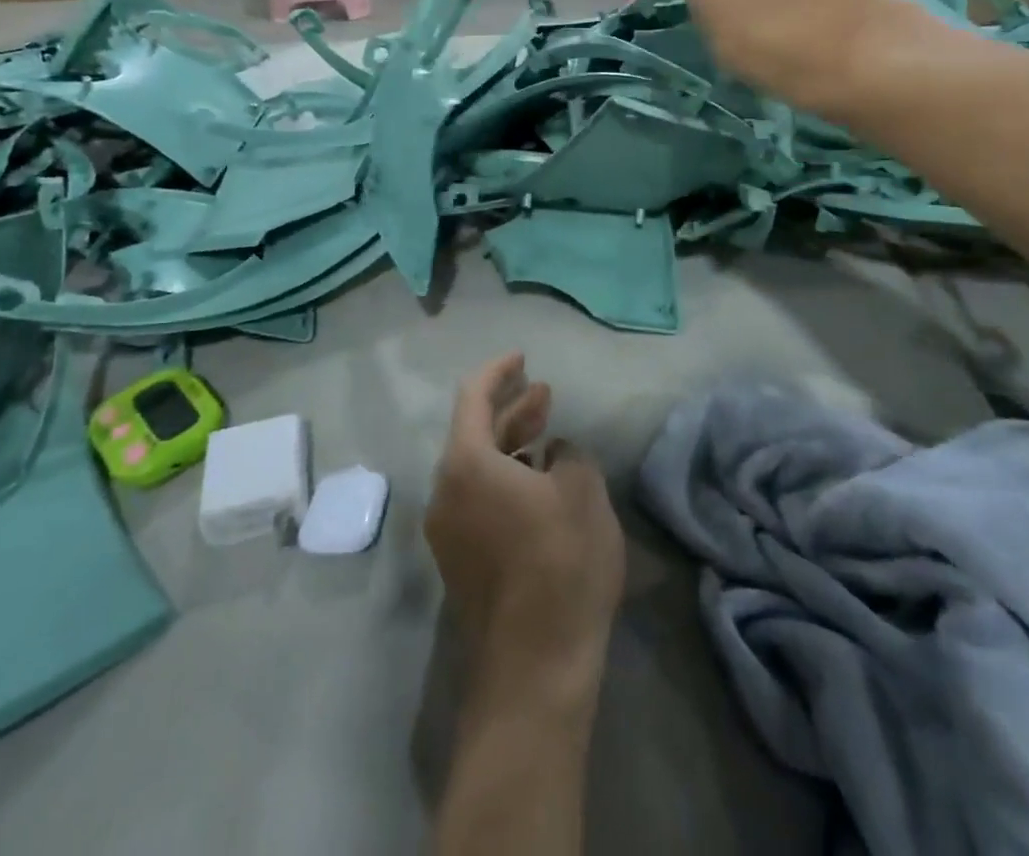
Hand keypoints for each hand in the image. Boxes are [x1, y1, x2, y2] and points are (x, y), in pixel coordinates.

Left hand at [425, 354, 624, 695]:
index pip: (473, 396)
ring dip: (511, 445)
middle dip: (511, 409)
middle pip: (474, 432)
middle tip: (544, 393)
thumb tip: (552, 453)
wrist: (534, 670)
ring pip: (477, 467)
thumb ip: (568, 453)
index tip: (522, 358)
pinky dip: (505, 477)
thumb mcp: (583, 491)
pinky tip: (538, 482)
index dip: (498, 371)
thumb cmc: (560, 564)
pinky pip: (478, 498)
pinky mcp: (459, 560)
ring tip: (547, 432)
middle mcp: (445, 490)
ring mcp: (447, 529)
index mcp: (466, 463)